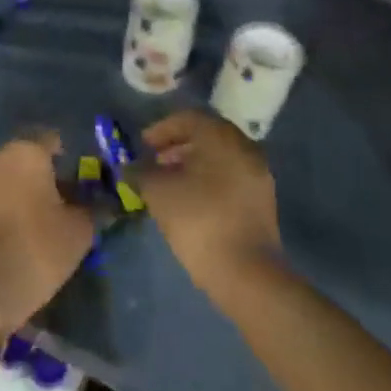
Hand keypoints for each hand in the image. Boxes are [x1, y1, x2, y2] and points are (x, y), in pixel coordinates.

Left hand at [0, 132, 92, 330]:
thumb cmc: (35, 248)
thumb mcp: (78, 233)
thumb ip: (90, 211)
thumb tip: (98, 204)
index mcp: (27, 151)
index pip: (53, 142)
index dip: (68, 162)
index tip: (80, 185)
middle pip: (27, 160)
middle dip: (44, 179)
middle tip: (62, 208)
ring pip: (7, 179)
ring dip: (22, 196)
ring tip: (40, 226)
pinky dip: (4, 211)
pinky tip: (17, 236)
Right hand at [133, 109, 283, 303]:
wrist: (245, 272)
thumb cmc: (198, 220)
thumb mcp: (158, 192)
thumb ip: (140, 172)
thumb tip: (129, 167)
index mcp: (221, 137)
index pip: (188, 118)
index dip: (161, 129)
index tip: (142, 146)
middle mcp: (244, 147)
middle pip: (206, 135)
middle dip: (176, 146)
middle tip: (153, 162)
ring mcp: (257, 174)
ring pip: (219, 157)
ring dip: (191, 163)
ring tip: (168, 183)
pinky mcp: (261, 200)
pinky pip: (230, 176)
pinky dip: (209, 179)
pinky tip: (190, 200)